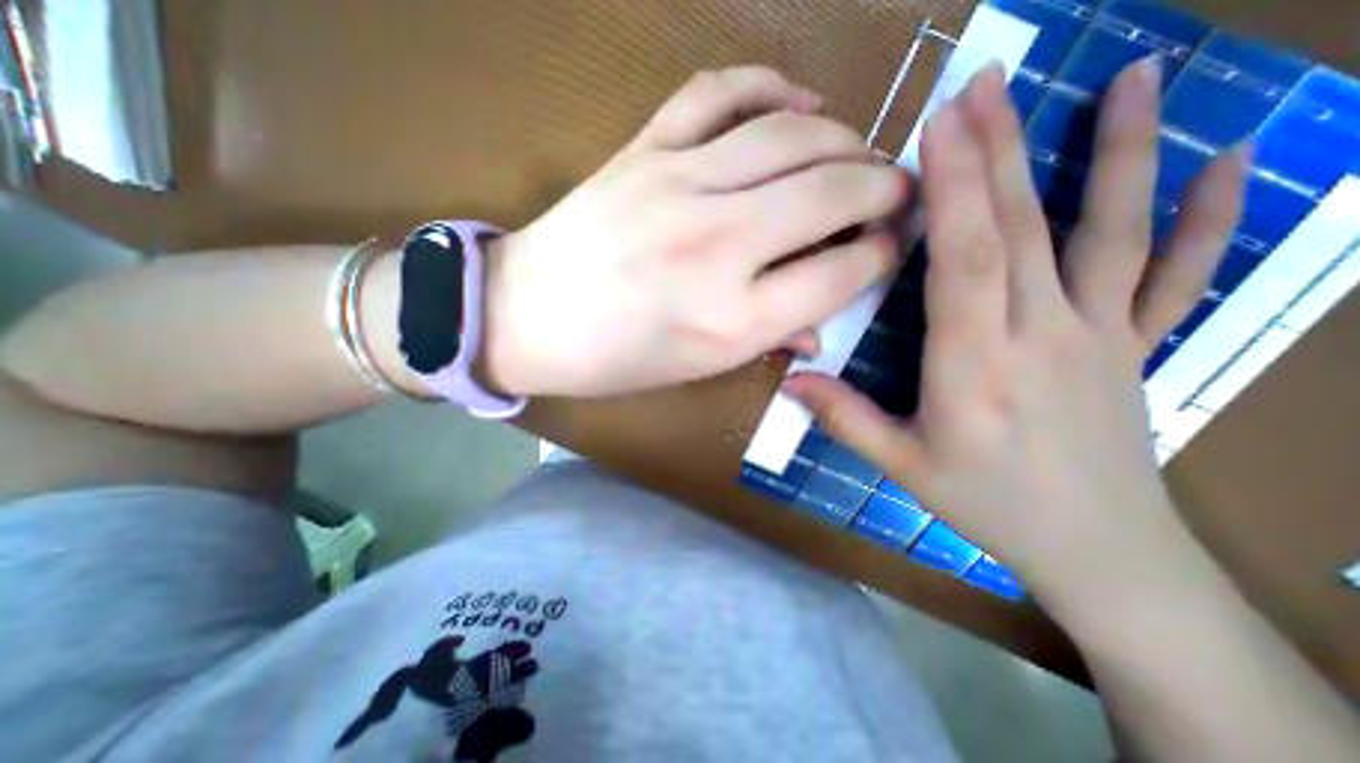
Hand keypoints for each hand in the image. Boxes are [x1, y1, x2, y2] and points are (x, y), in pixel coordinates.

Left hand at [474, 62, 906, 395]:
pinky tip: (797, 104)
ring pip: (793, 134)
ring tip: (858, 154)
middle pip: (834, 191)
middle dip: (885, 187)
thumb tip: (822, 323)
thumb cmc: (616, 359)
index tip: (890, 248)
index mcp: (733, 319)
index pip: (841, 273)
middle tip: (897, 191)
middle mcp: (718, 247)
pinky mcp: (644, 149)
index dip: (881, 256)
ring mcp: (679, 186)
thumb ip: (770, 340)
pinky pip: (722, 93)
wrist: (527, 318)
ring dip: (844, 138)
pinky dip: (771, 87)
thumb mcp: (699, 369)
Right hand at [780, 58, 1246, 600]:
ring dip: (1115, 154)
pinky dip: (1208, 217)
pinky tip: (1233, 161)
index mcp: (975, 365)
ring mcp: (1100, 336)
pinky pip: (1179, 275)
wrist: (1096, 550)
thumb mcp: (903, 465)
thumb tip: (790, 382)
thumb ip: (845, 418)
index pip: (967, 259)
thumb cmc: (987, 504)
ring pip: (1106, 235)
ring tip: (1133, 77)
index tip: (941, 126)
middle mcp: (1041, 336)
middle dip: (999, 151)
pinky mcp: (1136, 347)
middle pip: (1022, 229)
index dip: (954, 189)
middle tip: (985, 83)